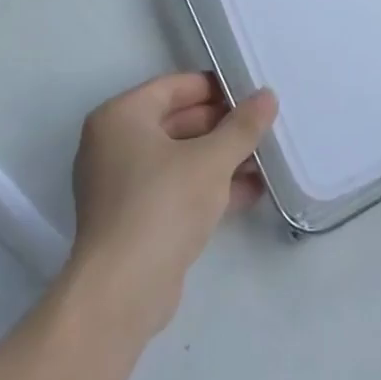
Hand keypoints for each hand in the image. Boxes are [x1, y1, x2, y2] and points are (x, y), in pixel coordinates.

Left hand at [67, 72, 277, 339]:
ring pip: (180, 158)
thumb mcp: (211, 159)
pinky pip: (176, 188)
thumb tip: (267, 96)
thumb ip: (242, 126)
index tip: (251, 93)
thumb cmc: (162, 205)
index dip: (215, 87)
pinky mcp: (134, 219)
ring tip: (266, 158)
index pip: (174, 86)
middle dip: (222, 126)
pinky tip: (251, 191)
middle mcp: (113, 144)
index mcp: (120, 117)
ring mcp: (121, 184)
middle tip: (263, 126)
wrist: (121, 293)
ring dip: (221, 158)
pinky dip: (208, 186)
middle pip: (178, 121)